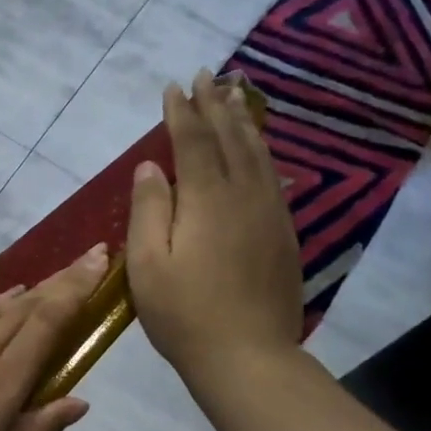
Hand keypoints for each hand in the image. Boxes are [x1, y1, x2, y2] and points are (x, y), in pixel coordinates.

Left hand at [0, 246, 107, 430]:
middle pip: (26, 307)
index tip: (99, 260)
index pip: (49, 321)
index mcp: (5, 376)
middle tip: (84, 259)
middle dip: (59, 282)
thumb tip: (80, 401)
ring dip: (22, 294)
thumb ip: (38, 427)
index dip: (76, 288)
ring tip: (39, 284)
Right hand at [127, 69, 301, 384]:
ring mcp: (270, 213)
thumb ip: (149, 211)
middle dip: (216, 104)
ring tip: (237, 95)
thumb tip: (150, 167)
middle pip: (231, 138)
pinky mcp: (283, 234)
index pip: (193, 142)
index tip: (174, 86)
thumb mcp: (147, 266)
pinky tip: (259, 149)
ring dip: (243, 121)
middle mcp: (244, 195)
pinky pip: (273, 177)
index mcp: (207, 200)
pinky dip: (263, 153)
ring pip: (258, 153)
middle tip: (209, 75)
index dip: (182, 112)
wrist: (247, 355)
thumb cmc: (184, 315)